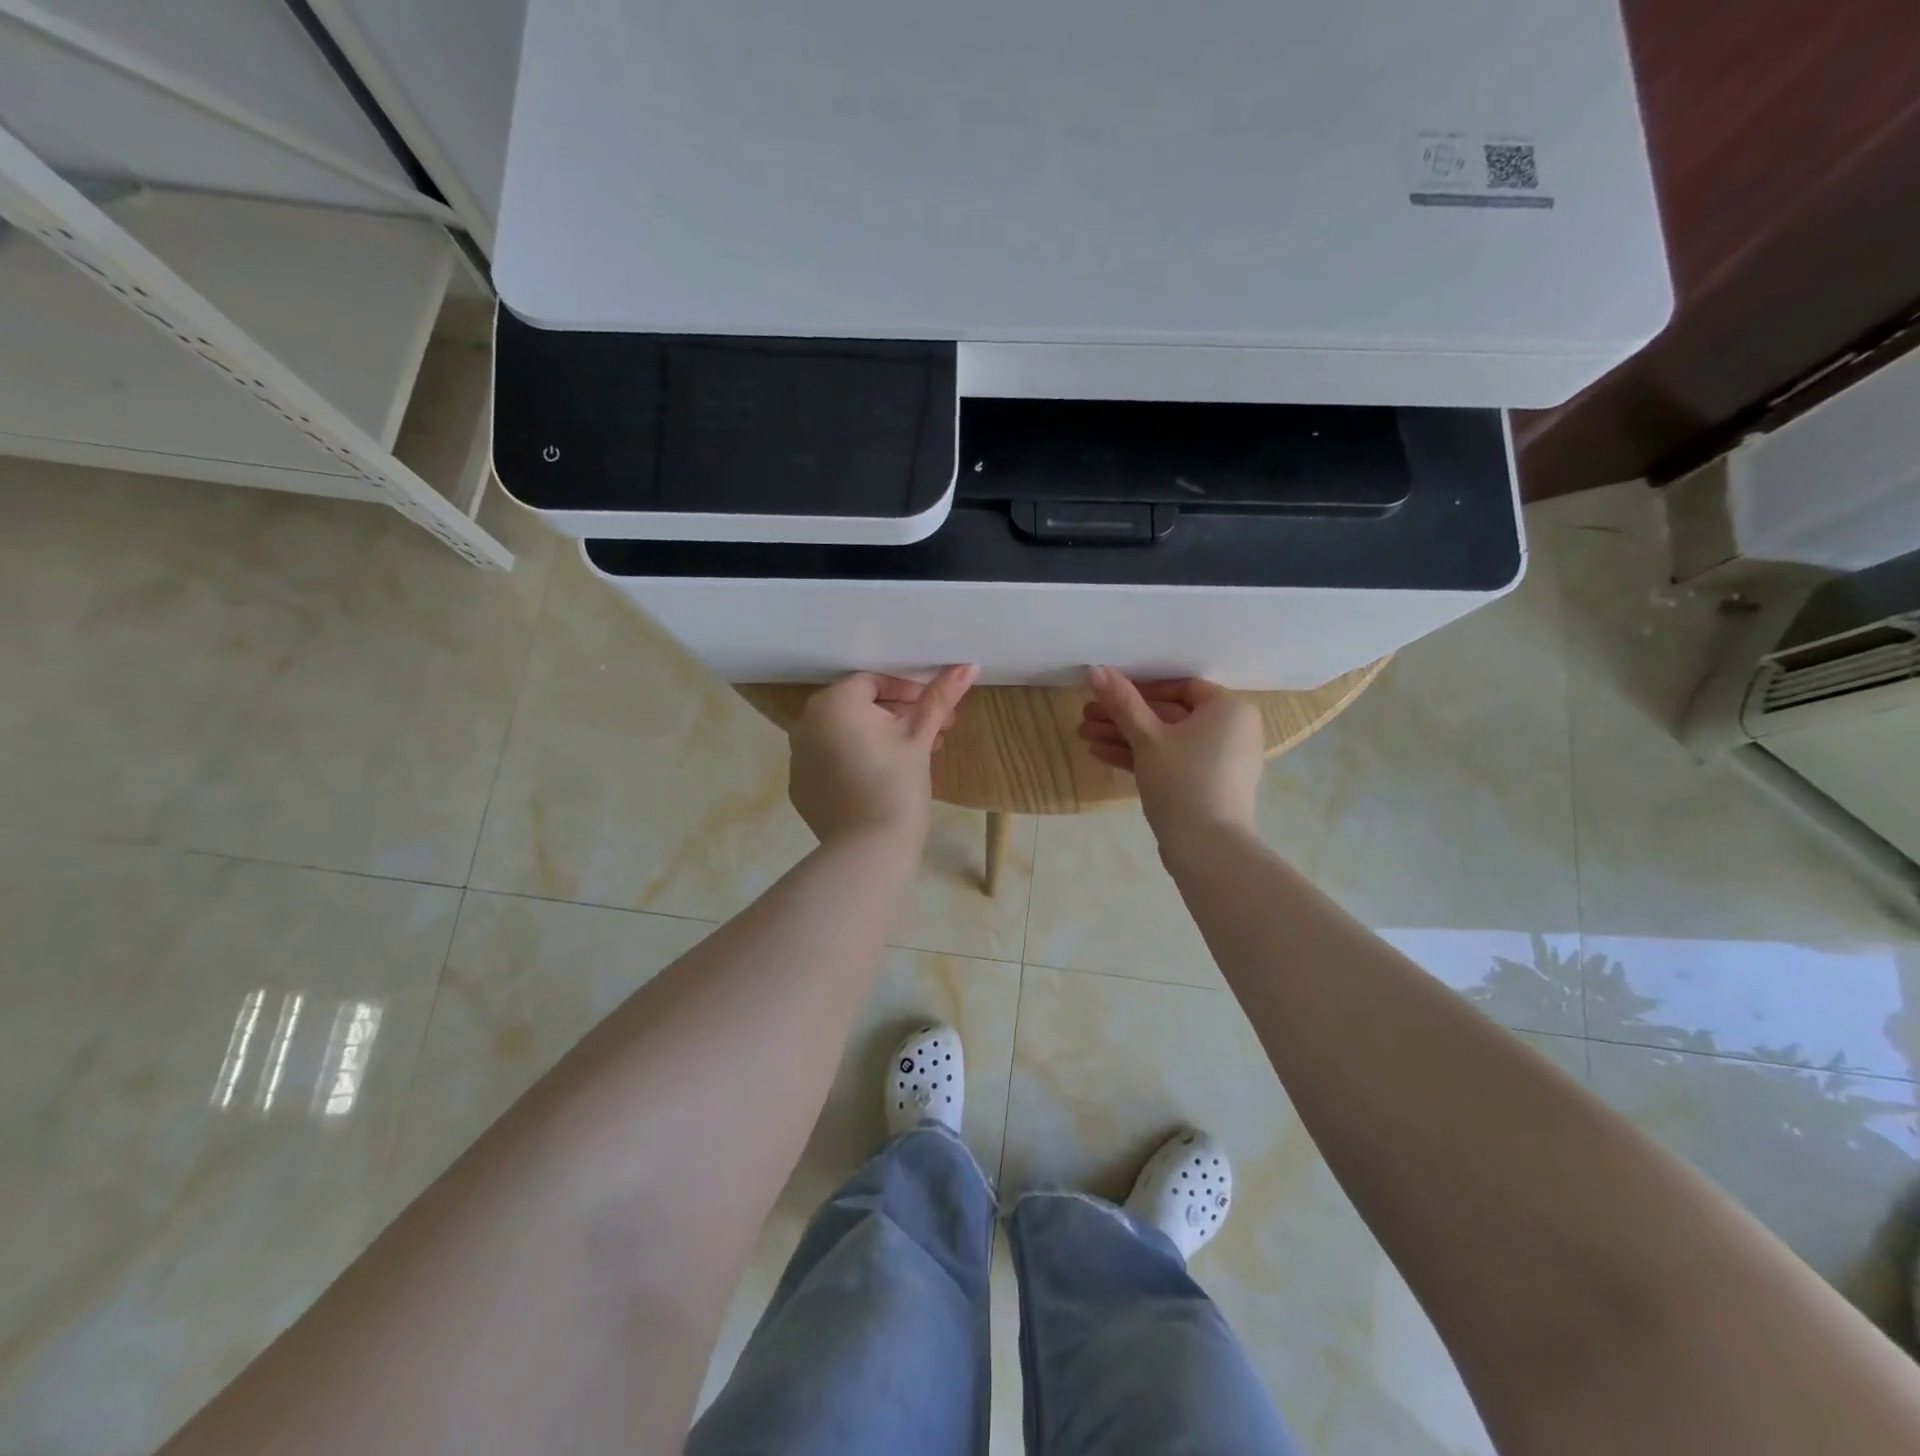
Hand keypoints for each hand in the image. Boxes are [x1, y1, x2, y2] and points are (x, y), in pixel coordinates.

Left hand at [788, 666, 977, 845]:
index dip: (909, 692)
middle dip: (899, 716)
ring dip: (880, 739)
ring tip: (916, 759)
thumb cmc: (897, 782)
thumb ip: (940, 697)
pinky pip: (832, 761)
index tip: (936, 711)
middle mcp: (807, 723)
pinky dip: (856, 761)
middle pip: (859, 708)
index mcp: (834, 702)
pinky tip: (883, 780)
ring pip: (846, 735)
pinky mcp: (801, 786)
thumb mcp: (920, 736)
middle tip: (935, 734)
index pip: (874, 682)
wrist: (868, 848)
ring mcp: (798, 757)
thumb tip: (968, 666)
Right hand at [1078, 667, 1264, 840]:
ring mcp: (1219, 760)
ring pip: (1166, 740)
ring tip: (1084, 735)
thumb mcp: (1147, 738)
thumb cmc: (1183, 780)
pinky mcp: (1205, 784)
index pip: (1180, 687)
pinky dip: (1141, 757)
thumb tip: (1095, 669)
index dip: (1139, 688)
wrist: (1207, 848)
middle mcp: (1231, 729)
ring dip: (1124, 736)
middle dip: (1124, 716)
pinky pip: (1172, 761)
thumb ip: (1122, 702)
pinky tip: (1101, 754)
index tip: (1107, 694)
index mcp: (1229, 709)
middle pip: (1169, 714)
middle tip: (1085, 715)